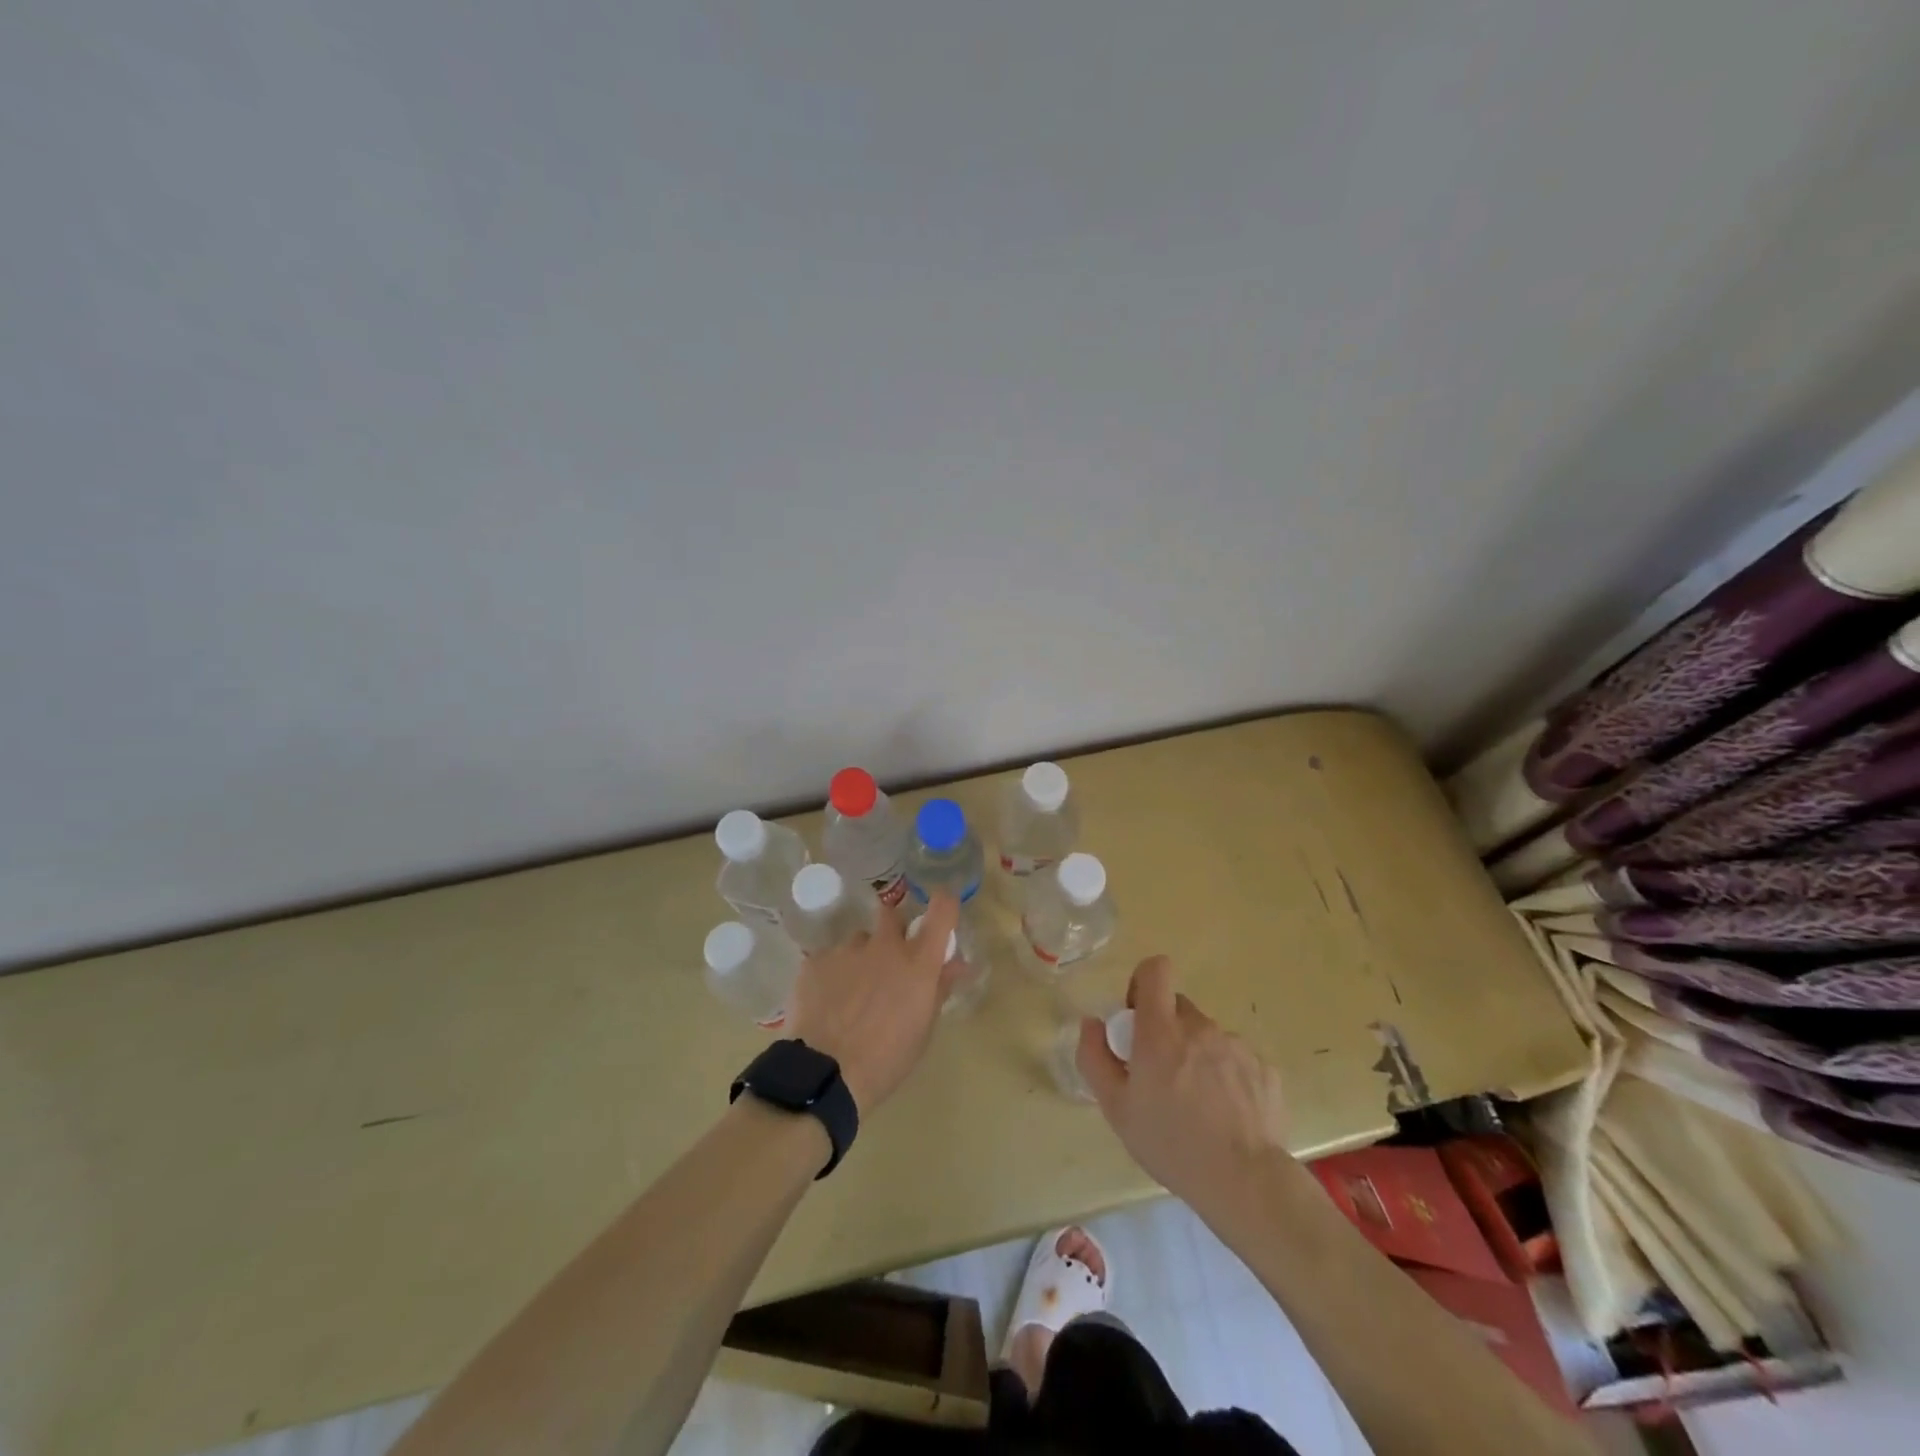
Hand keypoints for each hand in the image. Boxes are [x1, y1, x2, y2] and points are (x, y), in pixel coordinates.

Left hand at [785, 894, 964, 1113]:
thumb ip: (940, 987)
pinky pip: (830, 958)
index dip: (944, 904)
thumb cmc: (887, 1059)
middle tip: (889, 961)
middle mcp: (884, 944)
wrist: (826, 1074)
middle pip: (892, 914)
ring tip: (851, 992)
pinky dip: (833, 974)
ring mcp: (847, 949)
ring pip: (858, 940)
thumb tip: (957, 963)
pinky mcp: (815, 960)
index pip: (942, 910)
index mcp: (918, 961)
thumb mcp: (923, 1028)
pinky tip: (827, 1003)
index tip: (942, 909)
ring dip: (861, 957)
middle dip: (893, 930)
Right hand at [1076, 955, 1291, 1213]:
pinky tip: (1227, 1115)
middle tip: (1162, 1075)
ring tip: (1199, 1105)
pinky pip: (1237, 1061)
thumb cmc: (1171, 1144)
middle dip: (1167, 1031)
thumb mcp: (1116, 1109)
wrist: (1245, 1182)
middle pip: (1179, 1009)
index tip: (1136, 1016)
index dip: (1143, 983)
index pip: (1155, 970)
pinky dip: (1228, 1078)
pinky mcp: (1265, 1069)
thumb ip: (1095, 1058)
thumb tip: (1092, 1023)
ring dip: (1198, 1057)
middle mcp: (1200, 1027)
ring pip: (1208, 1037)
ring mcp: (1237, 1046)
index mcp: (1161, 1031)